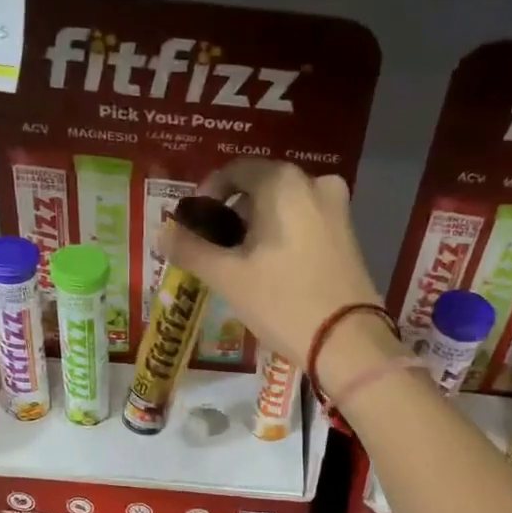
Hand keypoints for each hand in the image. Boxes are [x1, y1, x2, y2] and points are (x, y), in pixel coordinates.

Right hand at [161, 160, 382, 372]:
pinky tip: (273, 269)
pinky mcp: (350, 235)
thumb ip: (190, 249)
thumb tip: (162, 232)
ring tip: (241, 262)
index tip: (195, 225)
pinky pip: (306, 223)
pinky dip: (284, 236)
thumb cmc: (283, 302)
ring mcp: (338, 208)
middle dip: (234, 213)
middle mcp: (314, 183)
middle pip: (261, 188)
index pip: (234, 170)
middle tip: (215, 248)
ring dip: (259, 226)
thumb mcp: (227, 277)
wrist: (347, 341)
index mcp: (283, 182)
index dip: (208, 194)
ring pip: (285, 207)